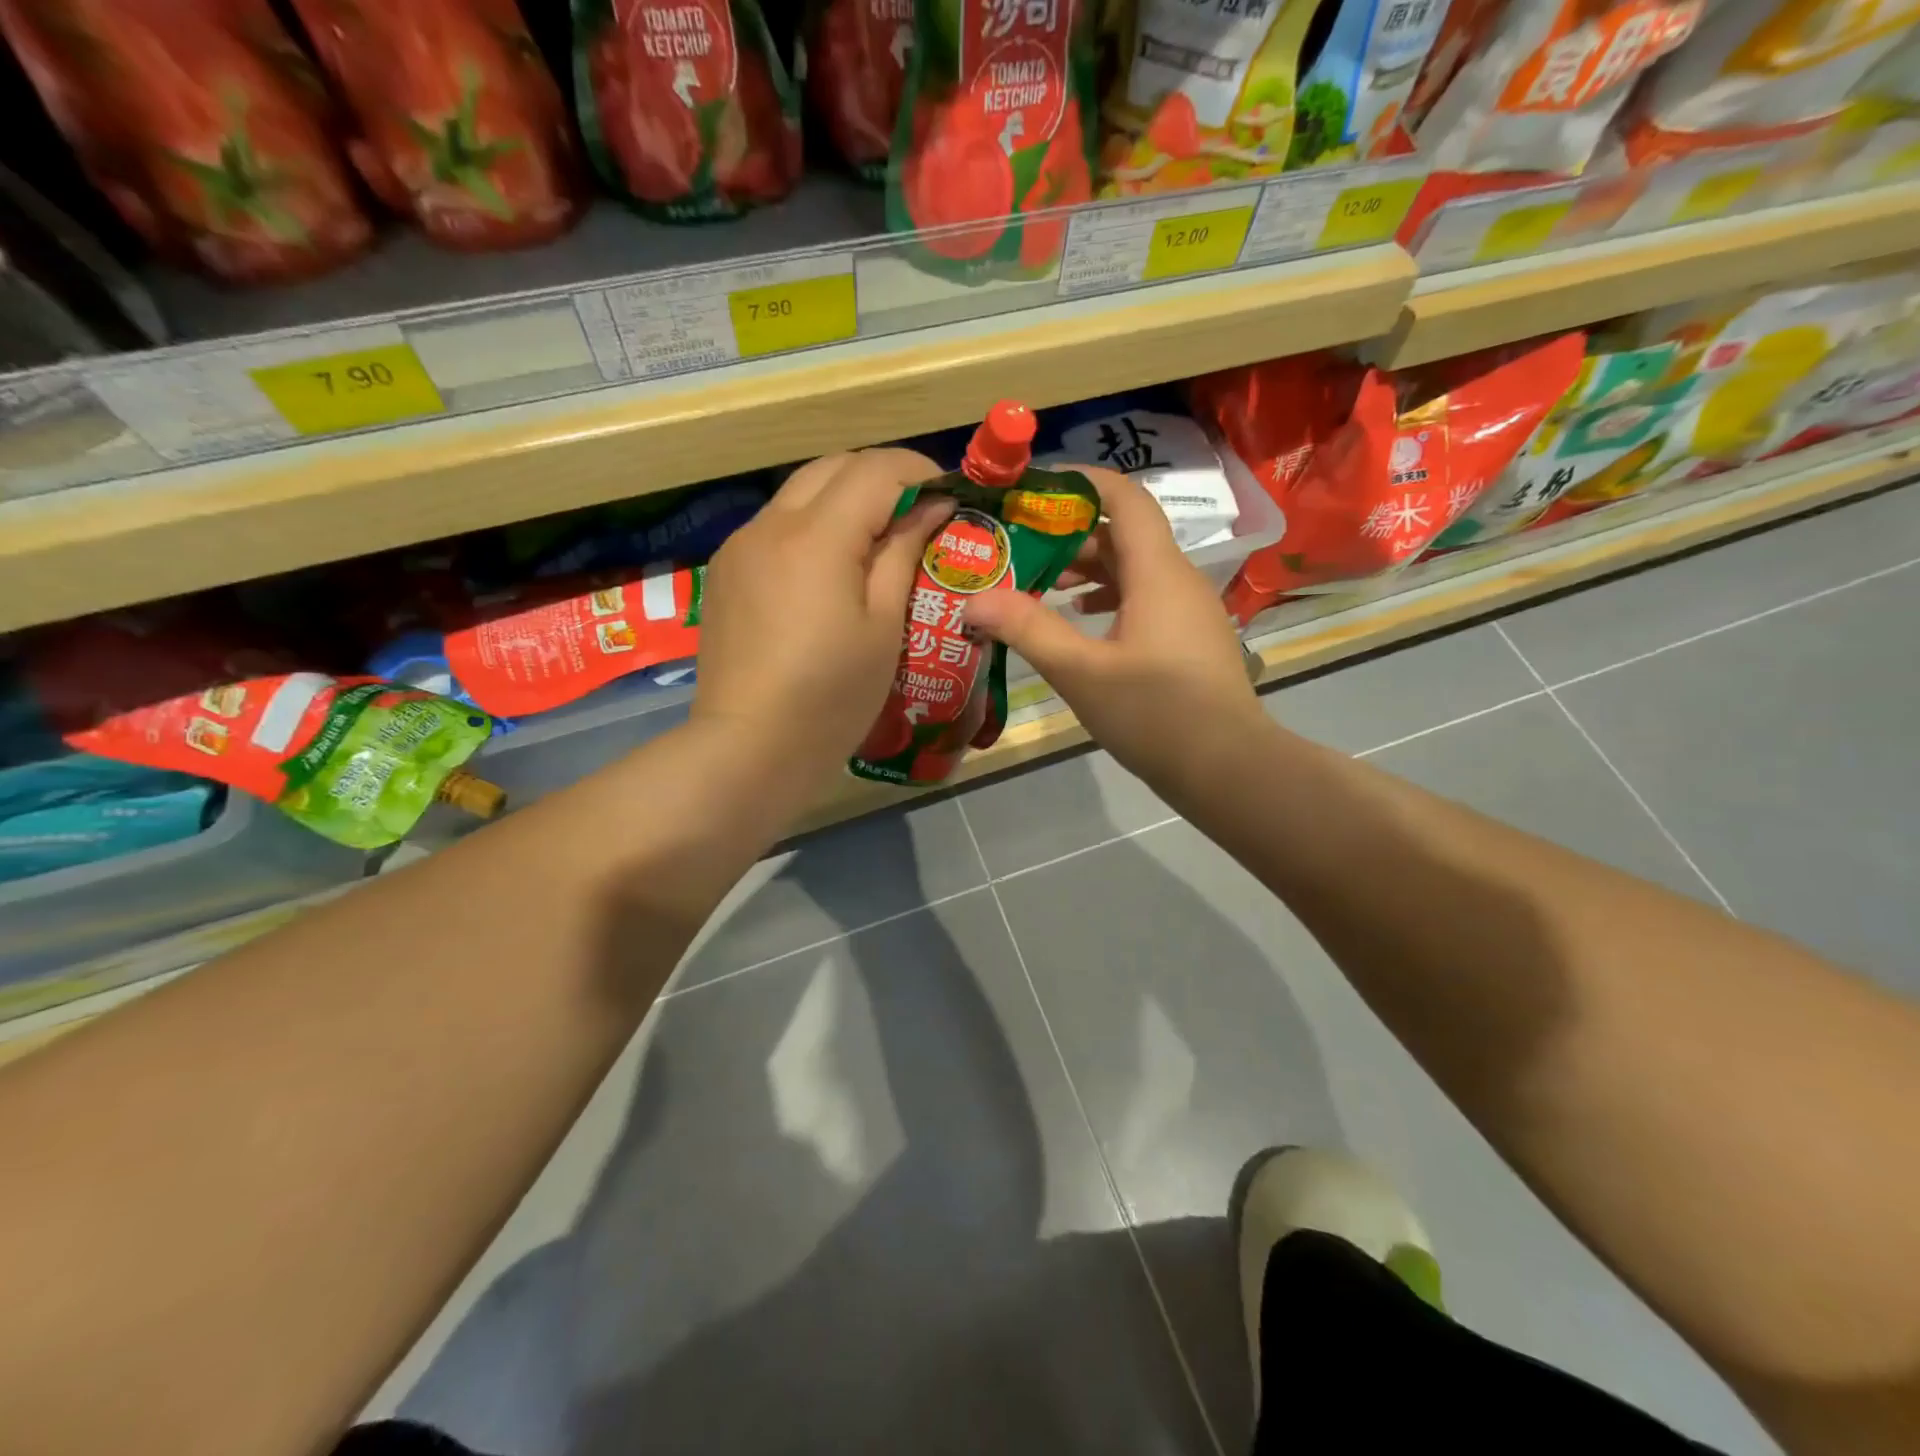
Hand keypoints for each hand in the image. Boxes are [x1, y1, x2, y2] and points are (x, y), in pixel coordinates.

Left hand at [693, 448, 953, 792]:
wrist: (749, 747)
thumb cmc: (831, 696)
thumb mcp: (884, 627)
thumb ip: (903, 555)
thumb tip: (929, 508)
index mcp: (817, 536)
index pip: (875, 470)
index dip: (919, 471)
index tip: (949, 493)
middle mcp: (770, 524)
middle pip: (832, 467)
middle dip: (881, 475)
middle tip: (918, 511)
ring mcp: (739, 547)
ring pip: (799, 493)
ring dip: (844, 498)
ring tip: (878, 537)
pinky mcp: (725, 573)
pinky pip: (775, 526)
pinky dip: (812, 526)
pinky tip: (830, 567)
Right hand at [964, 466, 1265, 795]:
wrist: (1227, 768)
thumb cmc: (1154, 713)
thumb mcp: (1080, 672)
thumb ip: (1027, 630)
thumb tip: (974, 600)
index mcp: (1158, 572)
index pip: (1125, 498)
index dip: (1081, 483)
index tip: (1034, 489)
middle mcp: (1179, 579)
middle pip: (1125, 534)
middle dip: (1071, 534)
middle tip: (1021, 546)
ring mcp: (1189, 610)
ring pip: (1135, 570)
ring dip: (1089, 570)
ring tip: (1041, 584)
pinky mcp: (1189, 639)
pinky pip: (1146, 599)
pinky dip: (1110, 599)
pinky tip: (1081, 622)